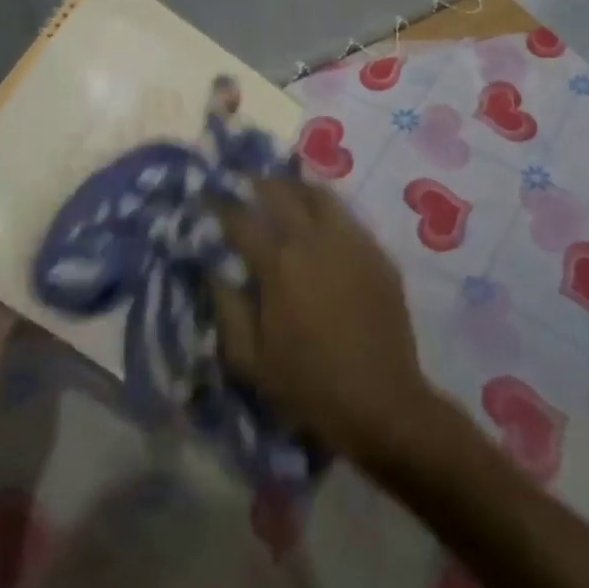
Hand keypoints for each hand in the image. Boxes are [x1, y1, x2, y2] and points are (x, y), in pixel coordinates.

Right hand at [209, 177, 435, 465]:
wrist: (383, 404)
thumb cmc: (309, 386)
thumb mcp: (250, 359)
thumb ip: (226, 307)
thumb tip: (213, 268)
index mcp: (279, 263)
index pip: (240, 218)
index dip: (218, 204)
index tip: (205, 195)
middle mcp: (314, 239)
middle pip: (281, 191)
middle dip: (257, 183)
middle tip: (244, 185)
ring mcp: (351, 241)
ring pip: (320, 195)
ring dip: (296, 188)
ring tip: (284, 195)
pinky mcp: (377, 253)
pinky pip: (347, 217)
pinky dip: (326, 211)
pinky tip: (320, 226)